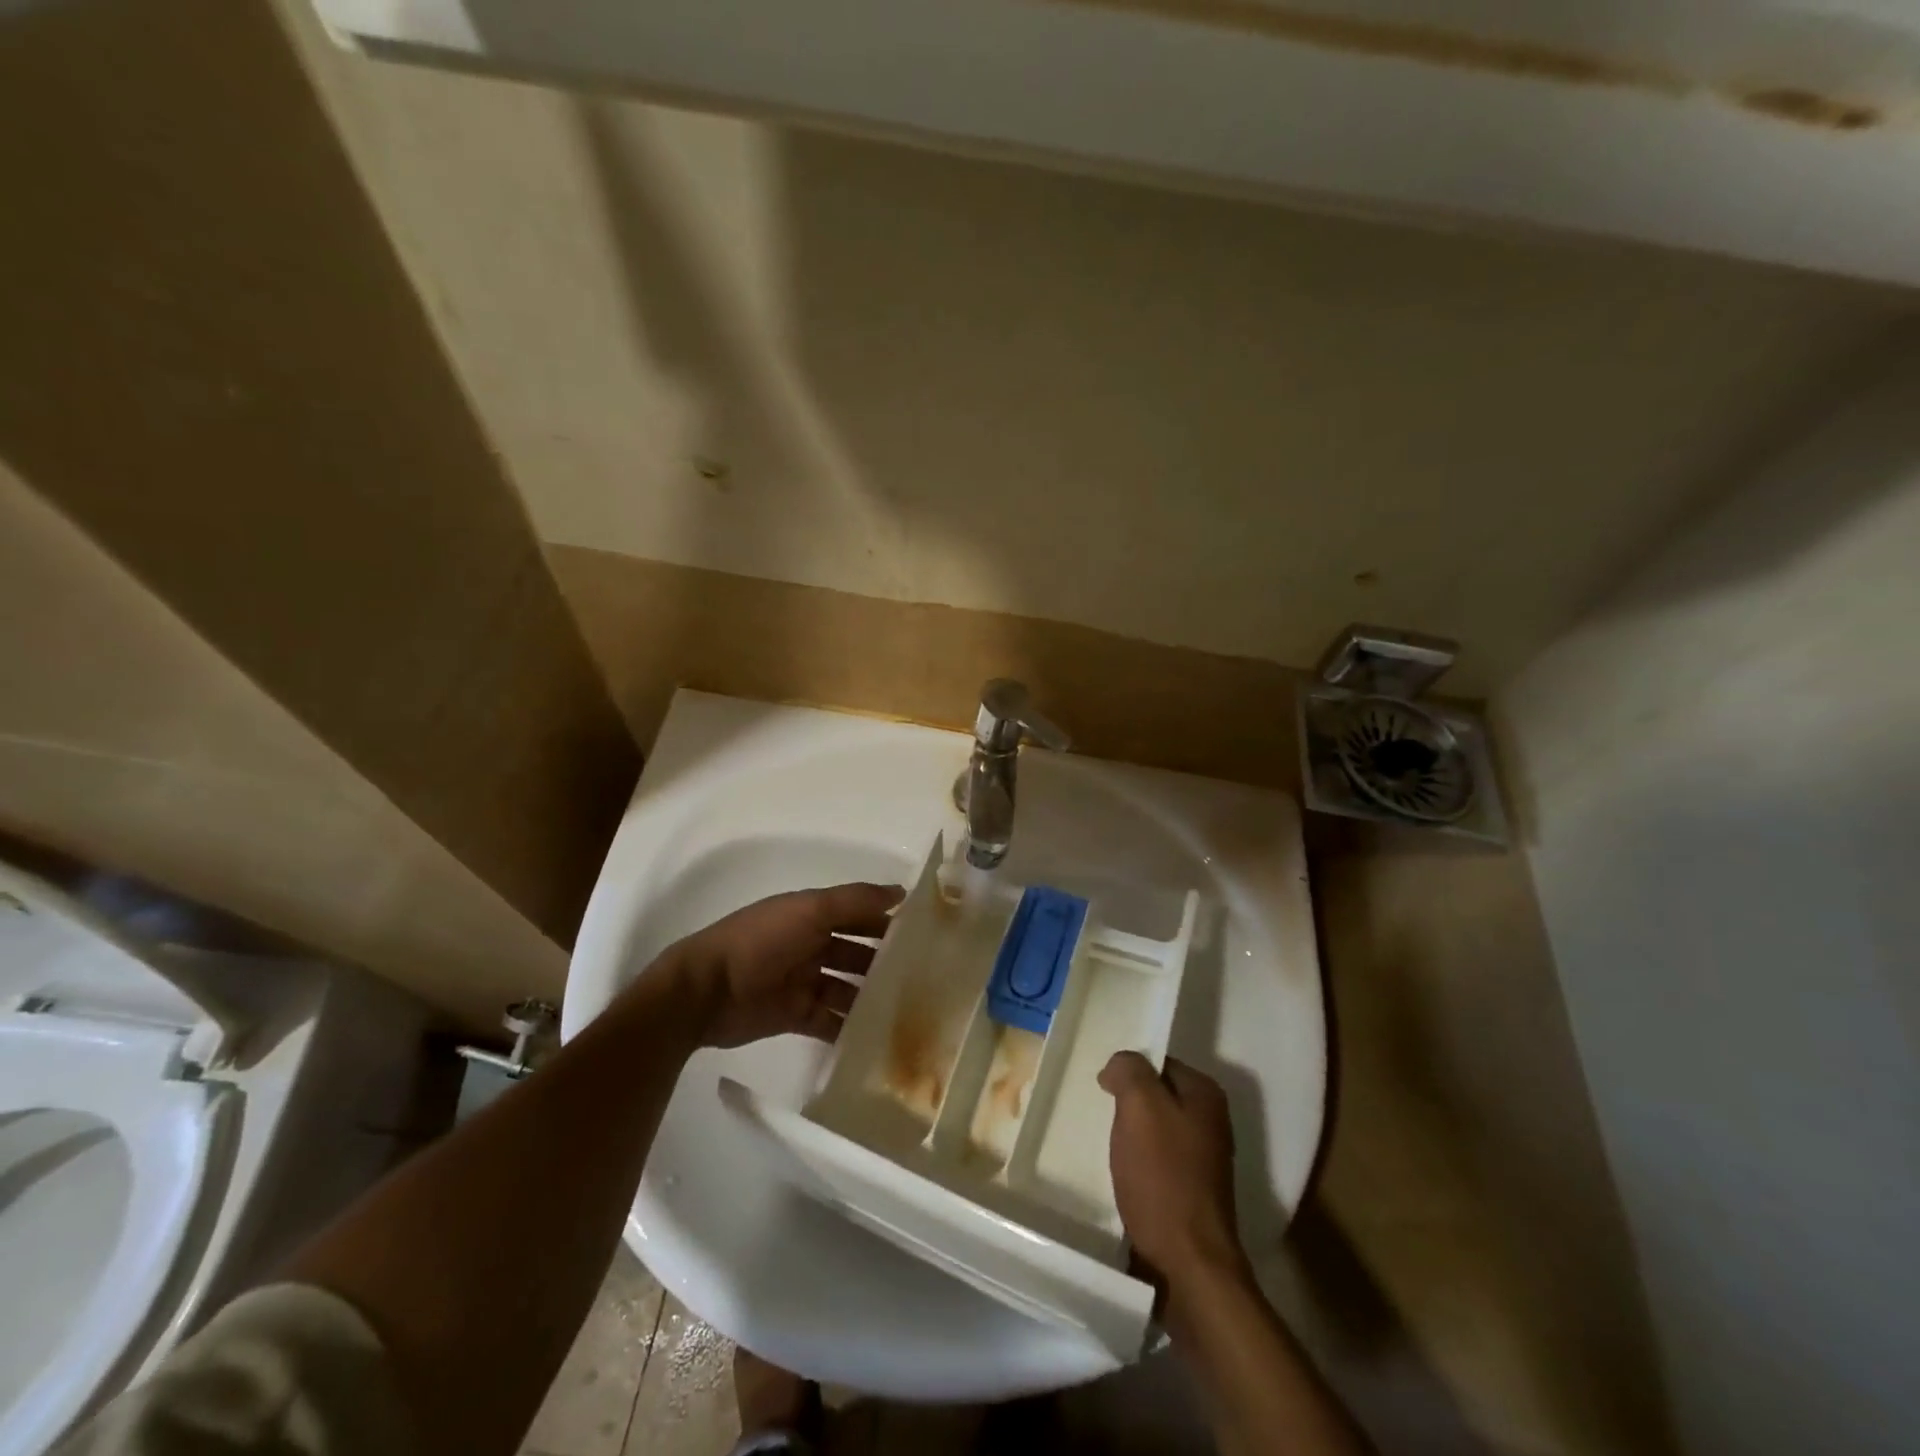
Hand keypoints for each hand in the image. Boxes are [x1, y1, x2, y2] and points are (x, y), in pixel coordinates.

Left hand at [661, 883, 902, 1048]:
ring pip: (847, 989)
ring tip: (907, 1012)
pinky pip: (830, 1022)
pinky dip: (849, 1029)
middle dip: (884, 964)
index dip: (888, 922)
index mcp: (812, 915)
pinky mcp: (794, 1016)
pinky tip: (877, 1039)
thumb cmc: (760, 941)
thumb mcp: (810, 910)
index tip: (926, 935)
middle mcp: (810, 945)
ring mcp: (802, 982)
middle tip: (925, 979)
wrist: (705, 992)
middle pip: (856, 953)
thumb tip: (901, 892)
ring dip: (871, 999)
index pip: (859, 915)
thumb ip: (855, 901)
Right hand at [1100, 1051, 1245, 1283]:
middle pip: (1158, 1096)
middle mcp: (1212, 1121)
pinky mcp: (1193, 1190)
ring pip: (1156, 1129)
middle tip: (1103, 1116)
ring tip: (1109, 1147)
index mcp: (1206, 1094)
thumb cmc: (1163, 1178)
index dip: (1128, 1071)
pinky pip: (1158, 1160)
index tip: (1104, 1088)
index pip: (1158, 1062)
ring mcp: (1205, 1158)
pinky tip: (1123, 1174)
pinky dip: (1139, 1162)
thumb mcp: (1140, 1108)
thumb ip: (1129, 1071)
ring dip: (1131, 1135)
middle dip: (1129, 1104)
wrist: (1189, 1265)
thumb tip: (1119, 1064)